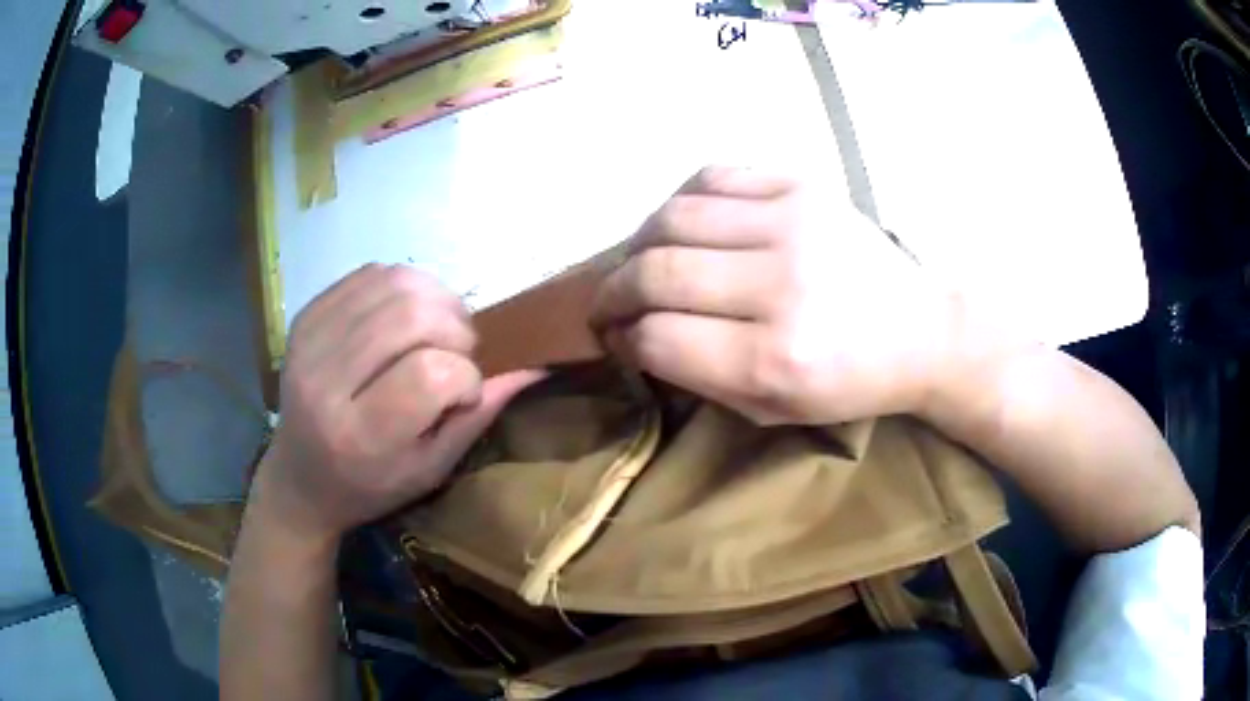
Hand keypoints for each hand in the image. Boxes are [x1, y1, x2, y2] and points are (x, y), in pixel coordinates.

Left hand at [254, 264, 540, 541]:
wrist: (300, 476)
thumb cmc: (370, 484)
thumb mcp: (429, 469)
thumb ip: (476, 416)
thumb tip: (532, 366)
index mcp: (360, 435)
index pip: (430, 374)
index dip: (465, 375)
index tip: (464, 393)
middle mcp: (327, 382)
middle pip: (410, 316)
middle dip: (455, 329)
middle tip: (458, 351)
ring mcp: (310, 342)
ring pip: (393, 284)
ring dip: (436, 300)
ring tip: (438, 329)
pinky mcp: (304, 317)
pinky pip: (369, 273)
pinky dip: (404, 285)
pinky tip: (408, 314)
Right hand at [591, 167, 958, 425]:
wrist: (920, 330)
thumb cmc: (847, 383)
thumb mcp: (771, 409)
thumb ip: (696, 376)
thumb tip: (633, 334)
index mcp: (776, 359)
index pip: (658, 338)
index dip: (623, 339)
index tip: (616, 338)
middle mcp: (782, 285)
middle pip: (656, 272)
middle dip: (614, 291)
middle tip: (610, 302)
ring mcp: (793, 224)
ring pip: (673, 217)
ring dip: (639, 243)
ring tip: (641, 261)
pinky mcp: (803, 185)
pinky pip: (711, 176)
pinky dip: (681, 201)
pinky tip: (683, 225)